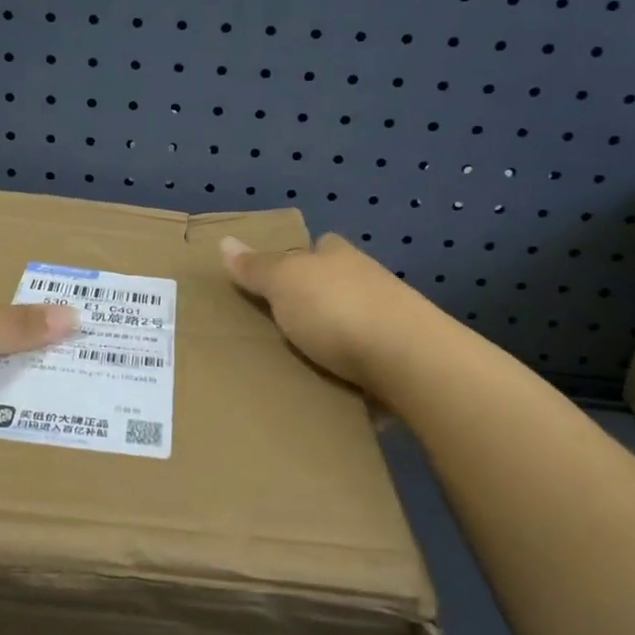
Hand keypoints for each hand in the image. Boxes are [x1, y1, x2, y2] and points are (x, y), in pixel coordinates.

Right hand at [220, 233, 426, 394]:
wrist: (409, 362)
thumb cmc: (337, 310)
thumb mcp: (284, 282)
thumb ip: (256, 267)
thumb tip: (225, 240)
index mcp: (341, 257)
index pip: (322, 245)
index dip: (303, 256)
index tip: (278, 276)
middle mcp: (370, 282)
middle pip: (338, 285)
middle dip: (316, 302)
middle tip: (278, 326)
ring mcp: (393, 322)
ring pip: (355, 325)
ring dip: (336, 341)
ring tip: (299, 365)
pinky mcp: (404, 362)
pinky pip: (370, 366)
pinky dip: (354, 376)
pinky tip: (333, 393)